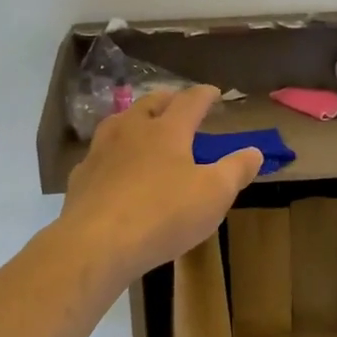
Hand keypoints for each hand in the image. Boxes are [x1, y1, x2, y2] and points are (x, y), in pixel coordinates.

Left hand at [58, 86, 262, 285]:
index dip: (204, 94)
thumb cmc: (163, 215)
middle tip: (178, 104)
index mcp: (167, 130)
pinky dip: (113, 152)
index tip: (214, 92)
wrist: (96, 244)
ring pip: (118, 122)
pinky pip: (99, 154)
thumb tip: (254, 151)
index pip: (189, 101)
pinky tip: (114, 167)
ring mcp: (101, 151)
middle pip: (150, 103)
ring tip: (143, 127)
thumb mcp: (214, 195)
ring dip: (134, 119)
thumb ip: (235, 170)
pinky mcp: (81, 176)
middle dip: (167, 100)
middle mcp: (131, 130)